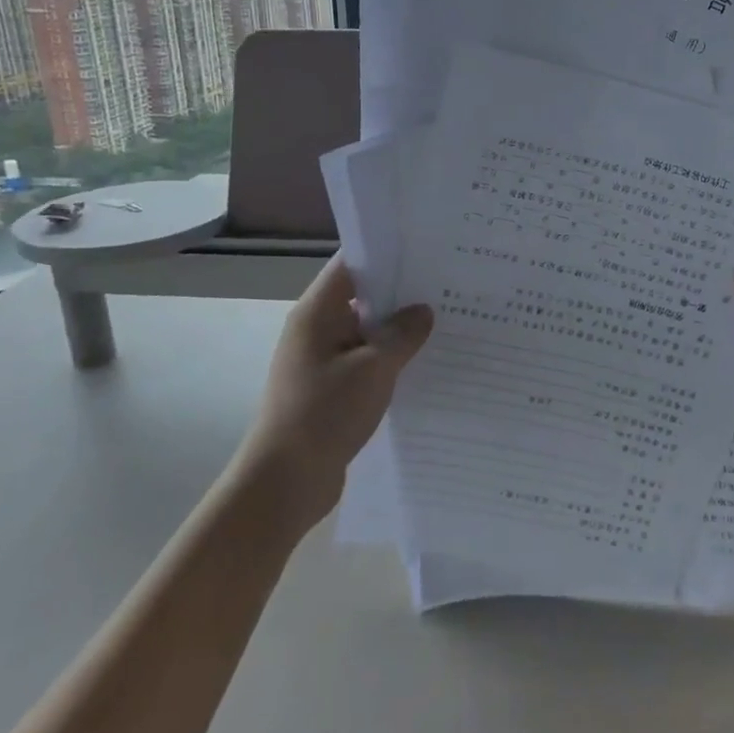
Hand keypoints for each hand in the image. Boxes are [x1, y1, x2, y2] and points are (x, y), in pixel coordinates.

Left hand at [232, 257, 432, 534]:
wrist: (285, 482)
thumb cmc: (325, 413)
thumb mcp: (373, 369)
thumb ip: (401, 335)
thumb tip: (422, 311)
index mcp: (316, 314)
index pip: (350, 265)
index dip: (386, 254)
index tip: (426, 250)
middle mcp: (316, 331)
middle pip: (361, 298)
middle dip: (401, 295)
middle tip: (448, 288)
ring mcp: (322, 362)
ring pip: (366, 335)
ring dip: (398, 333)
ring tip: (446, 324)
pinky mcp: (330, 391)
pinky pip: (365, 364)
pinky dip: (390, 362)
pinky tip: (424, 366)